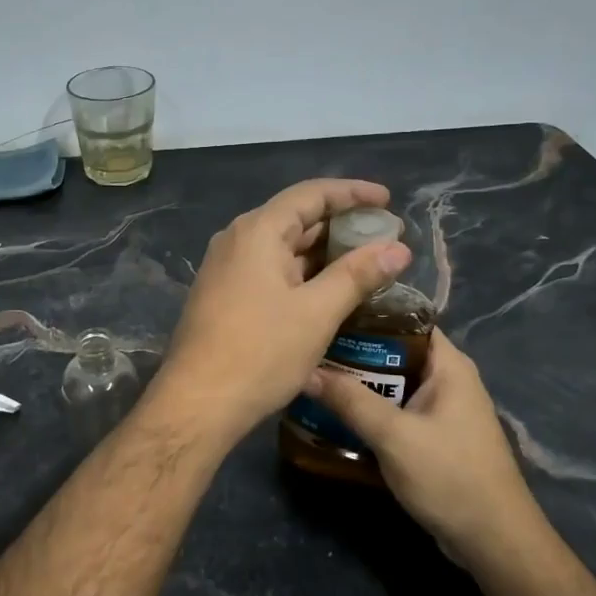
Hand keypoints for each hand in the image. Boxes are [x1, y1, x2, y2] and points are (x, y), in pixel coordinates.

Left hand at [151, 179, 411, 444]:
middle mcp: (237, 240)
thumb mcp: (317, 312)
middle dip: (342, 225)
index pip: (311, 195)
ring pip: (283, 247)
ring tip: (365, 263)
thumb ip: (358, 275)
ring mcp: (226, 268)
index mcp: (257, 231)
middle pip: (295, 218)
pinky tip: (328, 289)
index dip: (352, 193)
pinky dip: (302, 273)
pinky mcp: (224, 295)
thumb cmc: (260, 352)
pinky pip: (269, 270)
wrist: (198, 402)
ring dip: (323, 252)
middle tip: (385, 237)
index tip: (388, 200)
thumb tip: (398, 248)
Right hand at [306, 329, 541, 568]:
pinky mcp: (433, 438)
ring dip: (358, 386)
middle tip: (309, 351)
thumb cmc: (450, 477)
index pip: (405, 320)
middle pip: (394, 353)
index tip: (327, 314)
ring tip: (313, 380)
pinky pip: (395, 413)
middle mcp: (447, 381)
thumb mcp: (395, 436)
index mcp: (449, 366)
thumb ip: (350, 401)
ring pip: (392, 386)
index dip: (367, 314)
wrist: (493, 542)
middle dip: (354, 353)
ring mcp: (441, 411)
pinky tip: (335, 417)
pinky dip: (370, 412)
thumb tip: (305, 371)